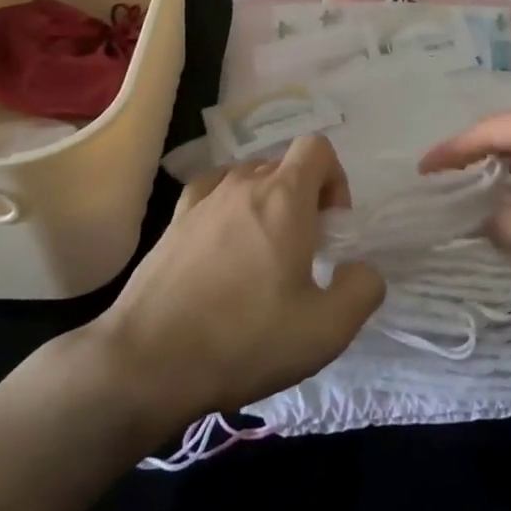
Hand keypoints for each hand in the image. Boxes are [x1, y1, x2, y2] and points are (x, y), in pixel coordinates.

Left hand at [86, 135, 383, 430]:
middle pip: (284, 164)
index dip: (335, 179)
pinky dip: (228, 206)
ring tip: (262, 252)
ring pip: (248, 178)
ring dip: (266, 202)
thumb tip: (361, 268)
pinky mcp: (173, 221)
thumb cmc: (245, 340)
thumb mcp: (326, 330)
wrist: (147, 362)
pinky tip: (224, 245)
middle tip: (303, 250)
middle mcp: (242, 184)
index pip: (317, 147)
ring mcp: (202, 199)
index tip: (331, 226)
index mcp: (284, 197)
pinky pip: (212, 192)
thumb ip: (362, 289)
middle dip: (303, 196)